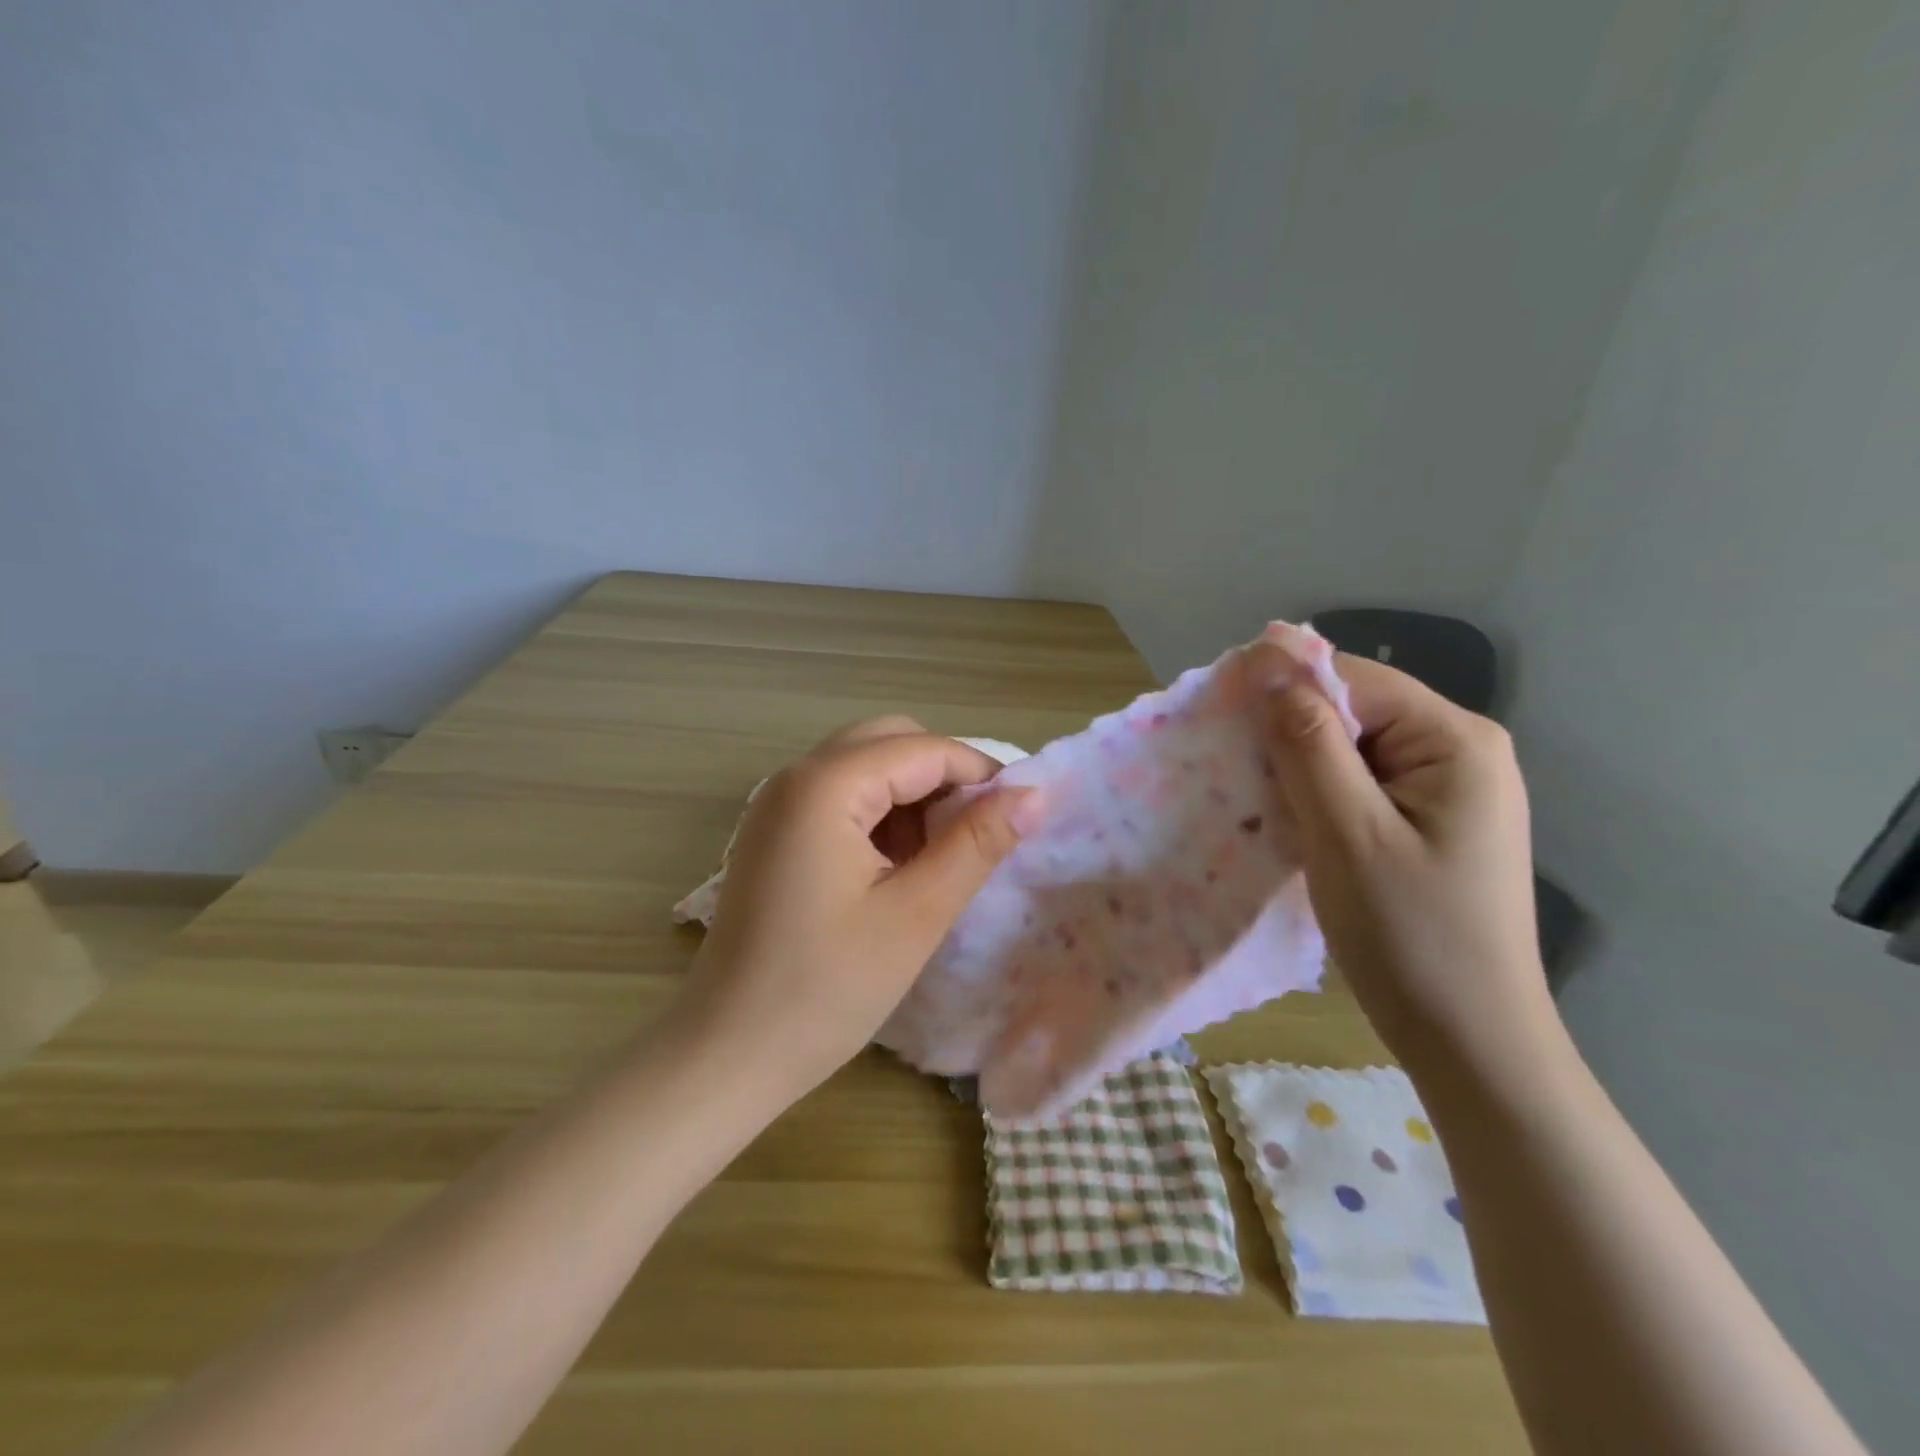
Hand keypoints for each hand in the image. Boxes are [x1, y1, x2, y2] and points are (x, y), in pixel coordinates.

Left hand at [672, 717, 1039, 1101]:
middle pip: (889, 742)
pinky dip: (880, 815)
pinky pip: (840, 798)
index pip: (924, 749)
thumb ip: (977, 844)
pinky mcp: (773, 835)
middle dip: (944, 776)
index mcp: (825, 785)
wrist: (726, 1055)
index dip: (981, 773)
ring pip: (865, 767)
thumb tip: (1035, 794)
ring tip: (941, 857)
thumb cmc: (826, 988)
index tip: (1022, 815)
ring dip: (912, 796)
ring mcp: (777, 805)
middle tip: (979, 833)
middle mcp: (795, 777)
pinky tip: (897, 867)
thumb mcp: (916, 913)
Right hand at [1247, 639, 1554, 1068]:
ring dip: (1297, 765)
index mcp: (1455, 740)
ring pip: (1351, 748)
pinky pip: (1360, 783)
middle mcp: (1460, 750)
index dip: (1282, 686)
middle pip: (1354, 709)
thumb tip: (1268, 662)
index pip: (1352, 679)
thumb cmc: (1409, 934)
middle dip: (1288, 730)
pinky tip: (1287, 817)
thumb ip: (1308, 742)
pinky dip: (1317, 793)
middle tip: (1231, 763)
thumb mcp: (1347, 832)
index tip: (1219, 713)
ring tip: (1251, 791)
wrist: (1469, 1040)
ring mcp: (1447, 789)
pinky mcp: (1428, 822)